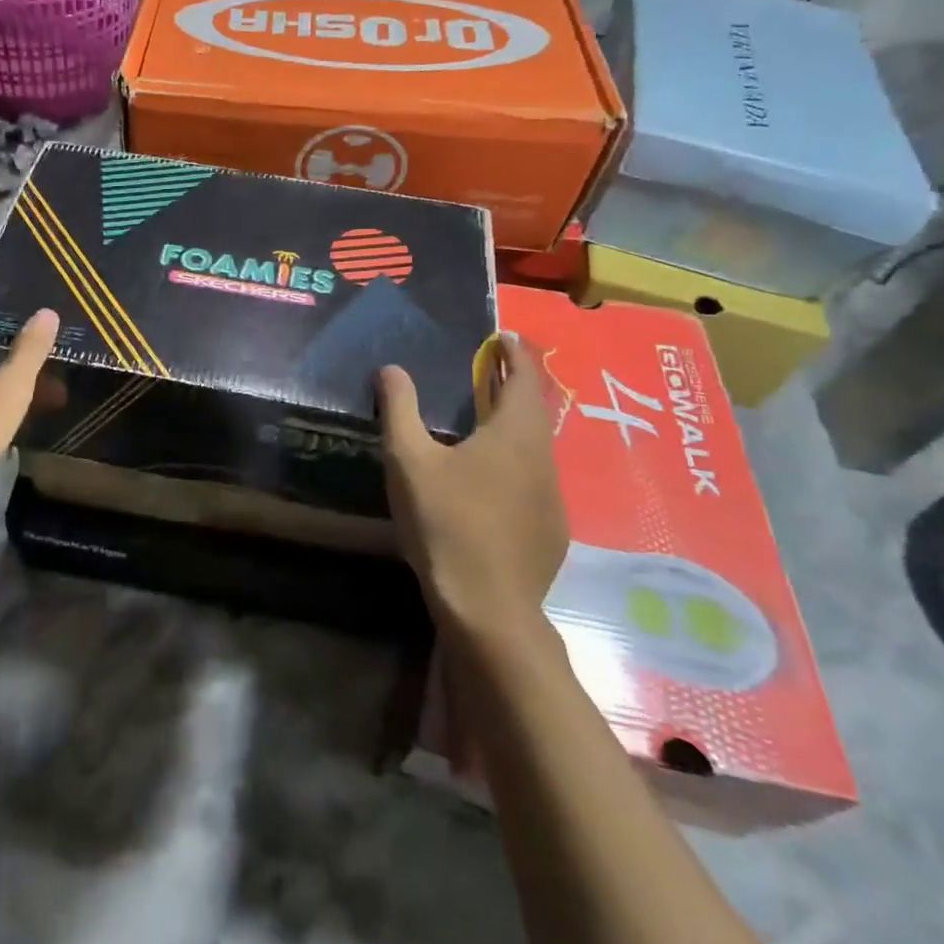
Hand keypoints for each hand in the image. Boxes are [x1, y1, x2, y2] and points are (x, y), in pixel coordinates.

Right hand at [377, 334, 568, 632]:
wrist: (488, 606)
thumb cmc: (446, 521)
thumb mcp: (409, 459)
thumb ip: (400, 409)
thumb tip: (391, 368)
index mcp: (514, 433)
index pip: (525, 377)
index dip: (516, 353)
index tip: (504, 337)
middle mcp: (543, 458)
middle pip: (534, 410)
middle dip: (514, 385)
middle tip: (489, 371)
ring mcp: (552, 497)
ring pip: (536, 448)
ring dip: (514, 426)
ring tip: (484, 422)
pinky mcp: (550, 530)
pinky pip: (534, 481)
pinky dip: (516, 464)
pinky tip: (489, 484)